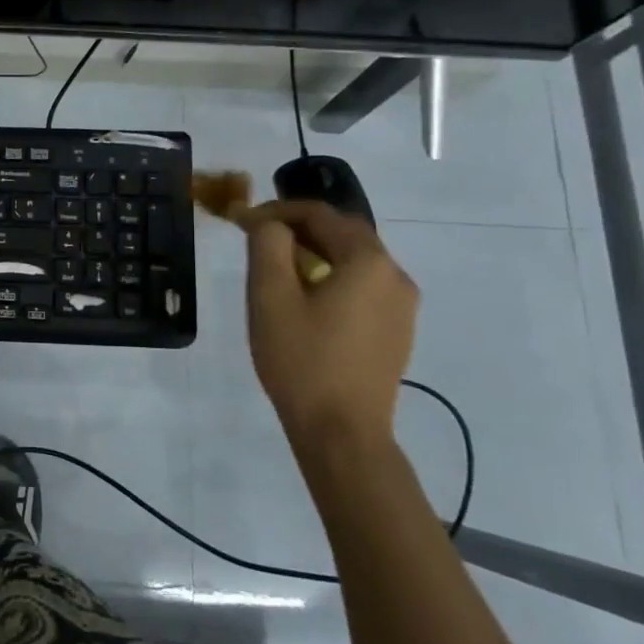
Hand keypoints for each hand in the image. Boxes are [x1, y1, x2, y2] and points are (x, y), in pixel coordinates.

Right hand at [230, 199, 418, 458]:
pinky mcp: (397, 331)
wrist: (342, 433)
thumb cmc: (302, 360)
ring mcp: (401, 306)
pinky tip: (306, 301)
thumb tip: (270, 223)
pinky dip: (332, 278)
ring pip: (354, 260)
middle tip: (257, 238)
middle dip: (297, 229)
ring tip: (277, 269)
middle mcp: (395, 275)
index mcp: (368, 261)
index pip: (320, 214)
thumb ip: (268, 245)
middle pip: (343, 233)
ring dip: (315, 253)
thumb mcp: (270, 296)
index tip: (241, 220)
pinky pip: (363, 287)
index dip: (277, 211)